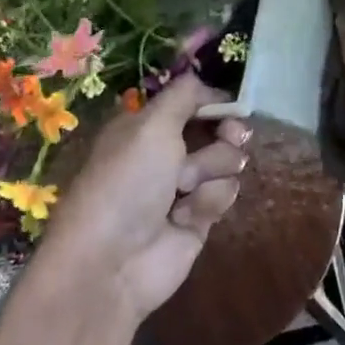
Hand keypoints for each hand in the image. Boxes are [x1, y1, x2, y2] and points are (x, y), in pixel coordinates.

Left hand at [39, 75, 249, 324]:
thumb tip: (205, 82)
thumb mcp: (151, 124)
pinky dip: (209, 201)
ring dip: (211, 170)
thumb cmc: (126, 181)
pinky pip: (224, 194)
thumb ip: (184, 95)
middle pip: (217, 128)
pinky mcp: (198, 218)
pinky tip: (186, 217)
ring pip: (226, 161)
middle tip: (232, 136)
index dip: (215, 101)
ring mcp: (183, 186)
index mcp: (147, 124)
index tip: (232, 107)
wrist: (111, 262)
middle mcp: (165, 151)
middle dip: (226, 133)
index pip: (192, 100)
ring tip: (185, 190)